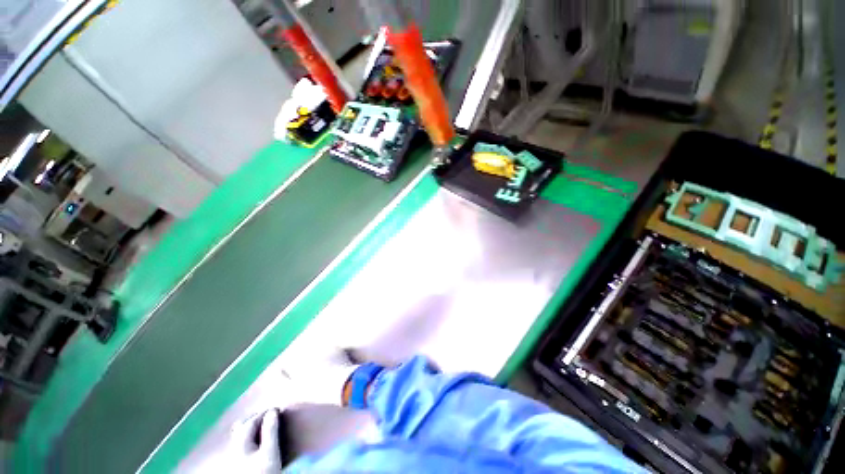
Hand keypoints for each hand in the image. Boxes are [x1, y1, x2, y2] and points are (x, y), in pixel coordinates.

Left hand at [228, 409, 282, 471]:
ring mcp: (233, 458)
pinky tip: (256, 443)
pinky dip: (250, 439)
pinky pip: (240, 446)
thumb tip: (273, 411)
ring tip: (263, 426)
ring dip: (251, 429)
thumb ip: (271, 430)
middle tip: (268, 414)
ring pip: (239, 437)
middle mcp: (233, 448)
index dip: (264, 413)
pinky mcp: (236, 466)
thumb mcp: (270, 452)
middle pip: (241, 427)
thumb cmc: (263, 473)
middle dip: (254, 419)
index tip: (277, 409)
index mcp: (239, 443)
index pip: (251, 421)